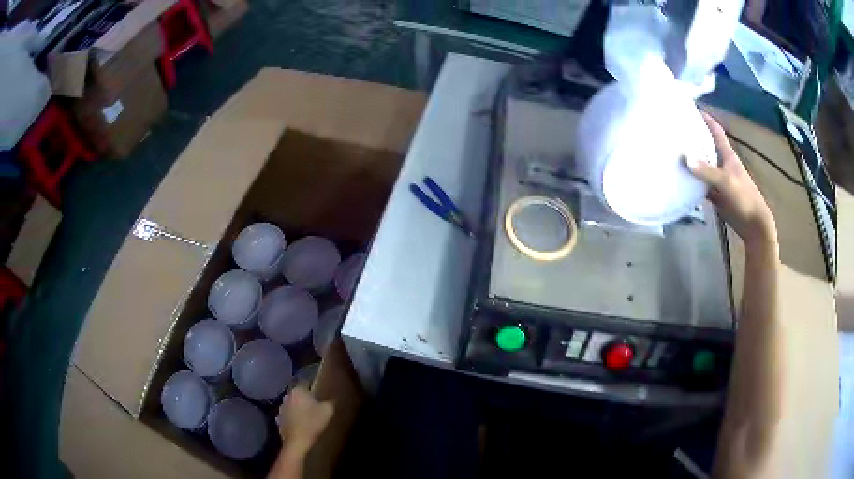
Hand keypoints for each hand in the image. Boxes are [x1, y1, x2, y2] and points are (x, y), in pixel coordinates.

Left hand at [277, 387, 333, 450]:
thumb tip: (332, 398)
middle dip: (304, 398)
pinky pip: (288, 415)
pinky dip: (292, 417)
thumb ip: (330, 402)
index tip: (318, 394)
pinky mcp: (278, 419)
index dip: (312, 388)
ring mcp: (281, 408)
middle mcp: (287, 396)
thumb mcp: (328, 411)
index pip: (305, 383)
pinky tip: (299, 424)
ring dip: (297, 408)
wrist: (297, 441)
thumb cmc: (312, 423)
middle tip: (314, 405)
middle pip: (297, 394)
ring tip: (307, 416)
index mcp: (298, 390)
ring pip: (291, 404)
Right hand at [686, 112, 776, 248]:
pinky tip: (680, 180)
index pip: (716, 131)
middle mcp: (722, 164)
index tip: (691, 108)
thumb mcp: (727, 182)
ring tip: (672, 151)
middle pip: (707, 146)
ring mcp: (719, 180)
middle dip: (694, 137)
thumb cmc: (744, 198)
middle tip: (675, 130)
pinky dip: (692, 182)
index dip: (706, 119)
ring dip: (691, 160)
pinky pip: (701, 185)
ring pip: (703, 166)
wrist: (753, 225)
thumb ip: (707, 171)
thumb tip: (685, 158)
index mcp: (728, 156)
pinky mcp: (716, 196)